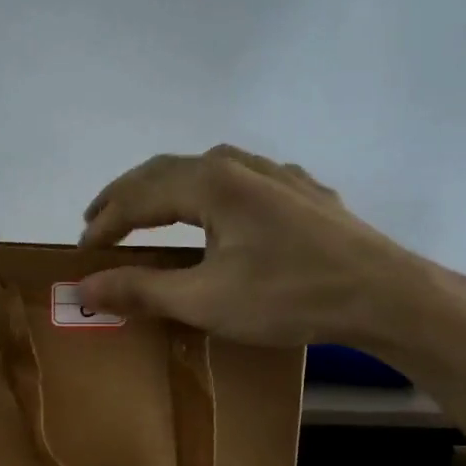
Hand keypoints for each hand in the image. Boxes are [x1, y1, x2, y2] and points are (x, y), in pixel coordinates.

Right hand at [78, 145, 465, 354]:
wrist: (385, 295)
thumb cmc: (289, 296)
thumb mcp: (206, 301)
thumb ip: (143, 289)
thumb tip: (86, 287)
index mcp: (210, 183)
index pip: (139, 196)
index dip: (105, 222)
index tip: (81, 250)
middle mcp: (239, 165)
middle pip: (165, 171)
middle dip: (126, 196)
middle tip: (97, 220)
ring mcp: (276, 174)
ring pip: (204, 168)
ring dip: (166, 189)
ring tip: (147, 211)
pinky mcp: (302, 192)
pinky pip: (239, 179)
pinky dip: (207, 192)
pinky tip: (218, 210)